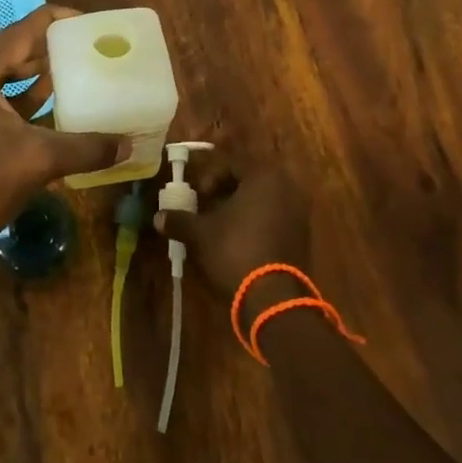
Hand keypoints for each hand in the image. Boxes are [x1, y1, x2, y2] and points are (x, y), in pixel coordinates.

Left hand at [0, 5, 127, 254]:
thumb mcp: (40, 159)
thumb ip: (87, 147)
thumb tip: (129, 145)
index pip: (20, 31)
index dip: (56, 23)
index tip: (87, 24)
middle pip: (7, 51)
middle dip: (46, 51)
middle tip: (85, 50)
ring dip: (31, 75)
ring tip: (72, 73)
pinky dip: (13, 97)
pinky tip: (45, 103)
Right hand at [155, 153, 312, 316]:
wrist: (274, 298)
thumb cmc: (235, 251)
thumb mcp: (200, 233)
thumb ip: (179, 220)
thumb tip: (158, 217)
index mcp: (264, 177)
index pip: (232, 164)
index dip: (210, 177)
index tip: (198, 195)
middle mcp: (287, 188)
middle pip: (250, 181)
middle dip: (226, 192)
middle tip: (208, 207)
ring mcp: (299, 213)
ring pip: (263, 200)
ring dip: (241, 208)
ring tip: (221, 226)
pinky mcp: (303, 236)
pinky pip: (276, 218)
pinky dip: (257, 223)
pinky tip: (239, 241)